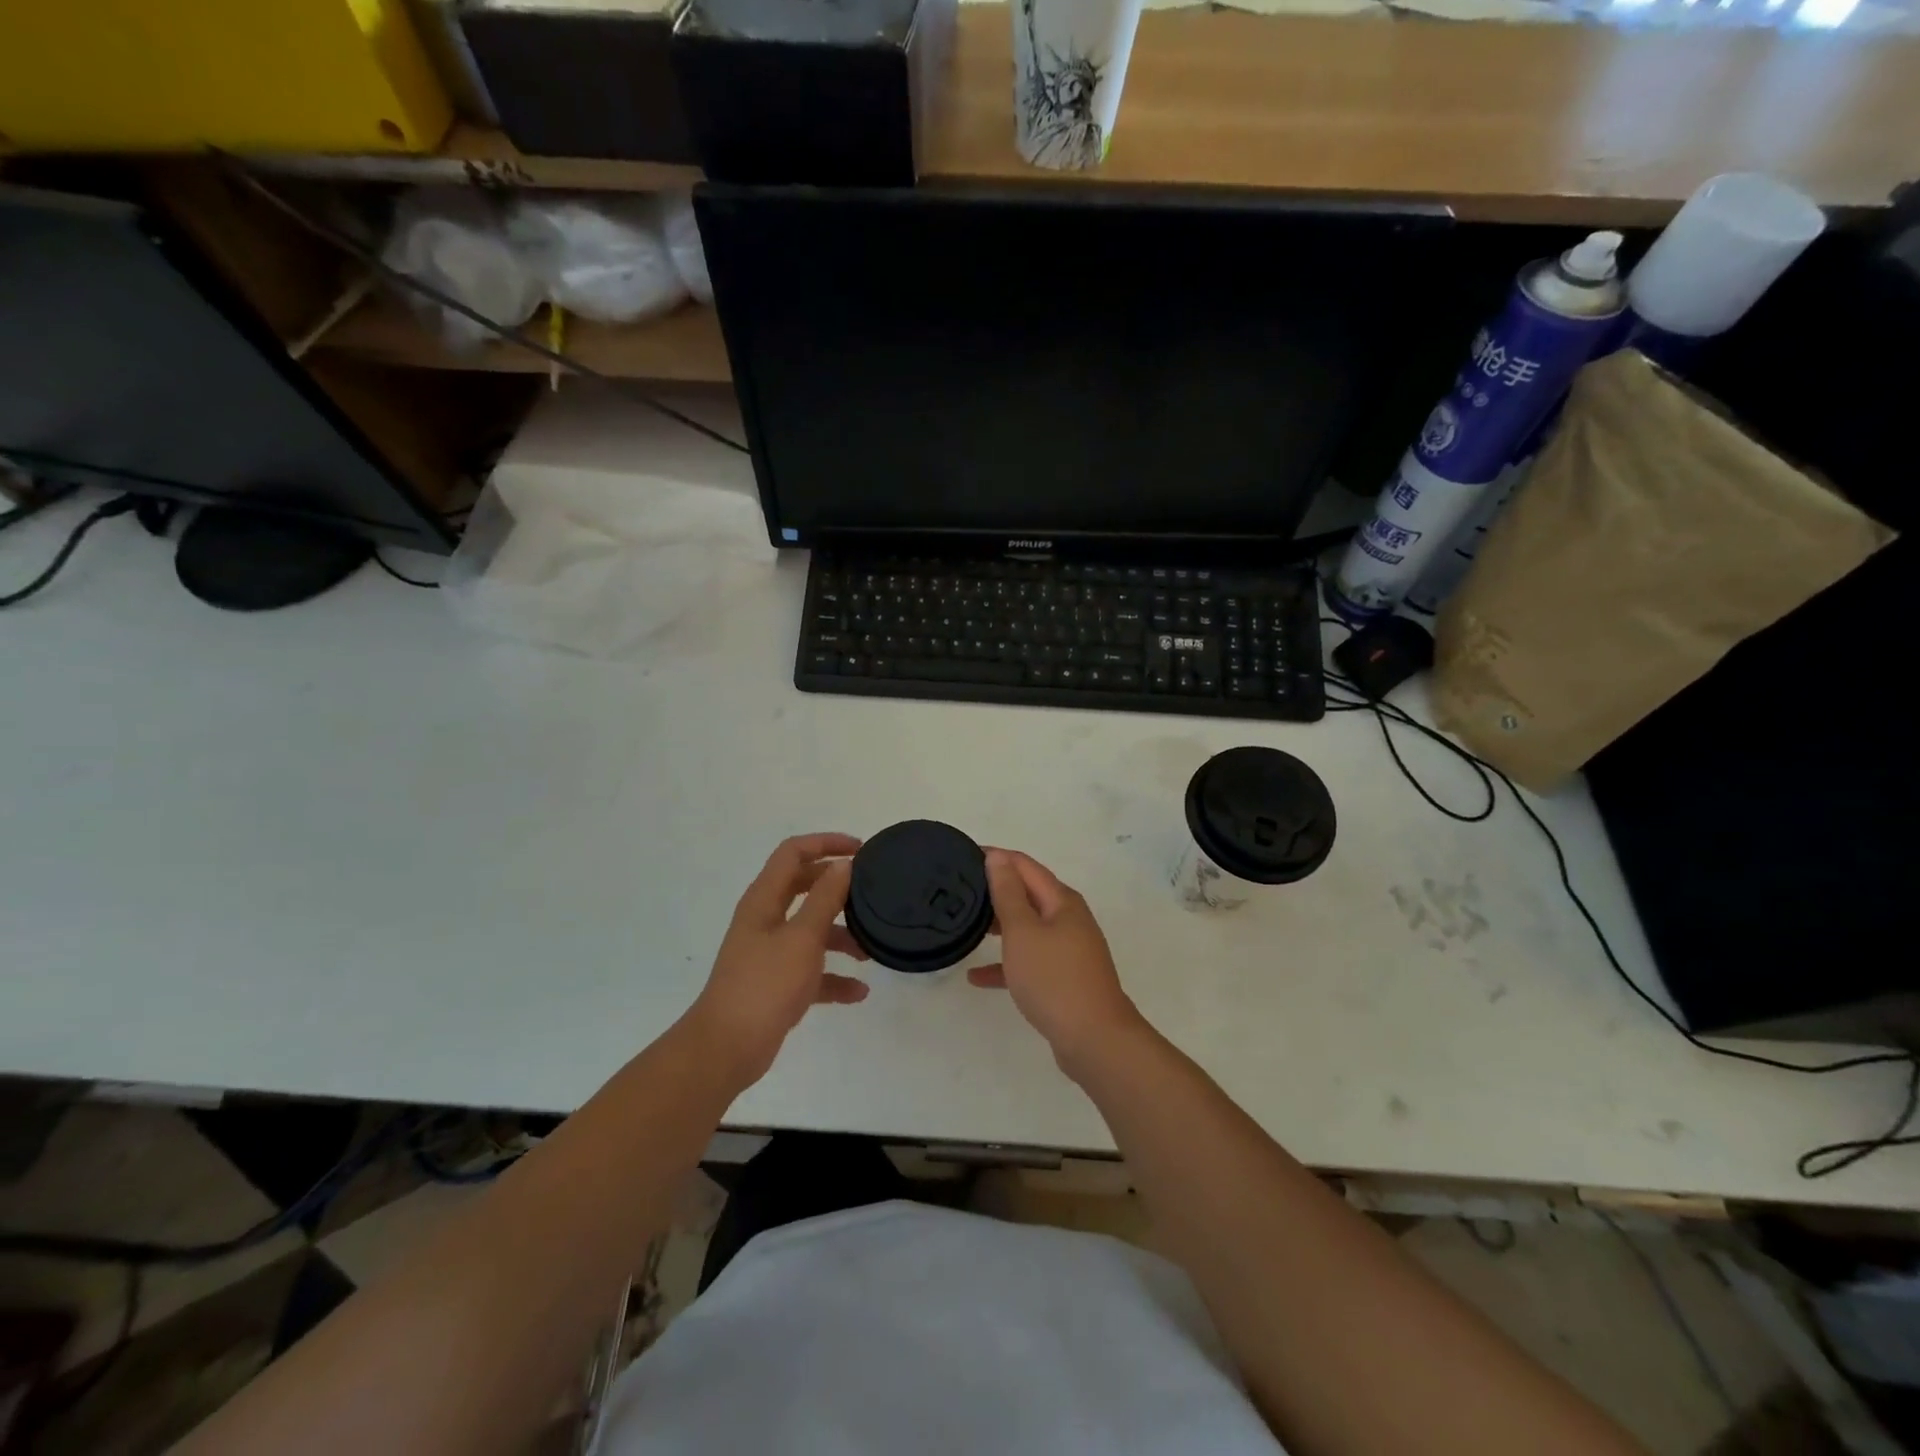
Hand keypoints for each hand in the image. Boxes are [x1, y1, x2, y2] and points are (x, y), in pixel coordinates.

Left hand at [687, 833, 869, 1086]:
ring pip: (811, 931)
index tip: (860, 849)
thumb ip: (825, 899)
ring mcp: (769, 953)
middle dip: (837, 888)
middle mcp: (765, 920)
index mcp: (764, 900)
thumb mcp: (802, 938)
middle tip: (871, 891)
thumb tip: (843, 865)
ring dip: (841, 936)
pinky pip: (811, 971)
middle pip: (804, 888)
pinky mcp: (776, 984)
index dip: (825, 843)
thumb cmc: (765, 985)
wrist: (726, 1048)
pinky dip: (833, 977)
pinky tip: (858, 992)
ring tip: (871, 952)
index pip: (793, 853)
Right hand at [970, 849, 1145, 1073]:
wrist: (1095, 1040)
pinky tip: (976, 976)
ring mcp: (1068, 950)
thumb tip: (998, 857)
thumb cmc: (1054, 978)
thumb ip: (1008, 893)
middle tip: (960, 890)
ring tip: (966, 924)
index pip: (1024, 865)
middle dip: (996, 889)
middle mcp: (1068, 919)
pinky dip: (1006, 963)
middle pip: (1028, 894)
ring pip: (1028, 927)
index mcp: (1062, 901)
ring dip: (1000, 924)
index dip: (996, 857)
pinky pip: (1030, 961)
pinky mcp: (1063, 978)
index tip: (963, 855)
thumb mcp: (1023, 932)